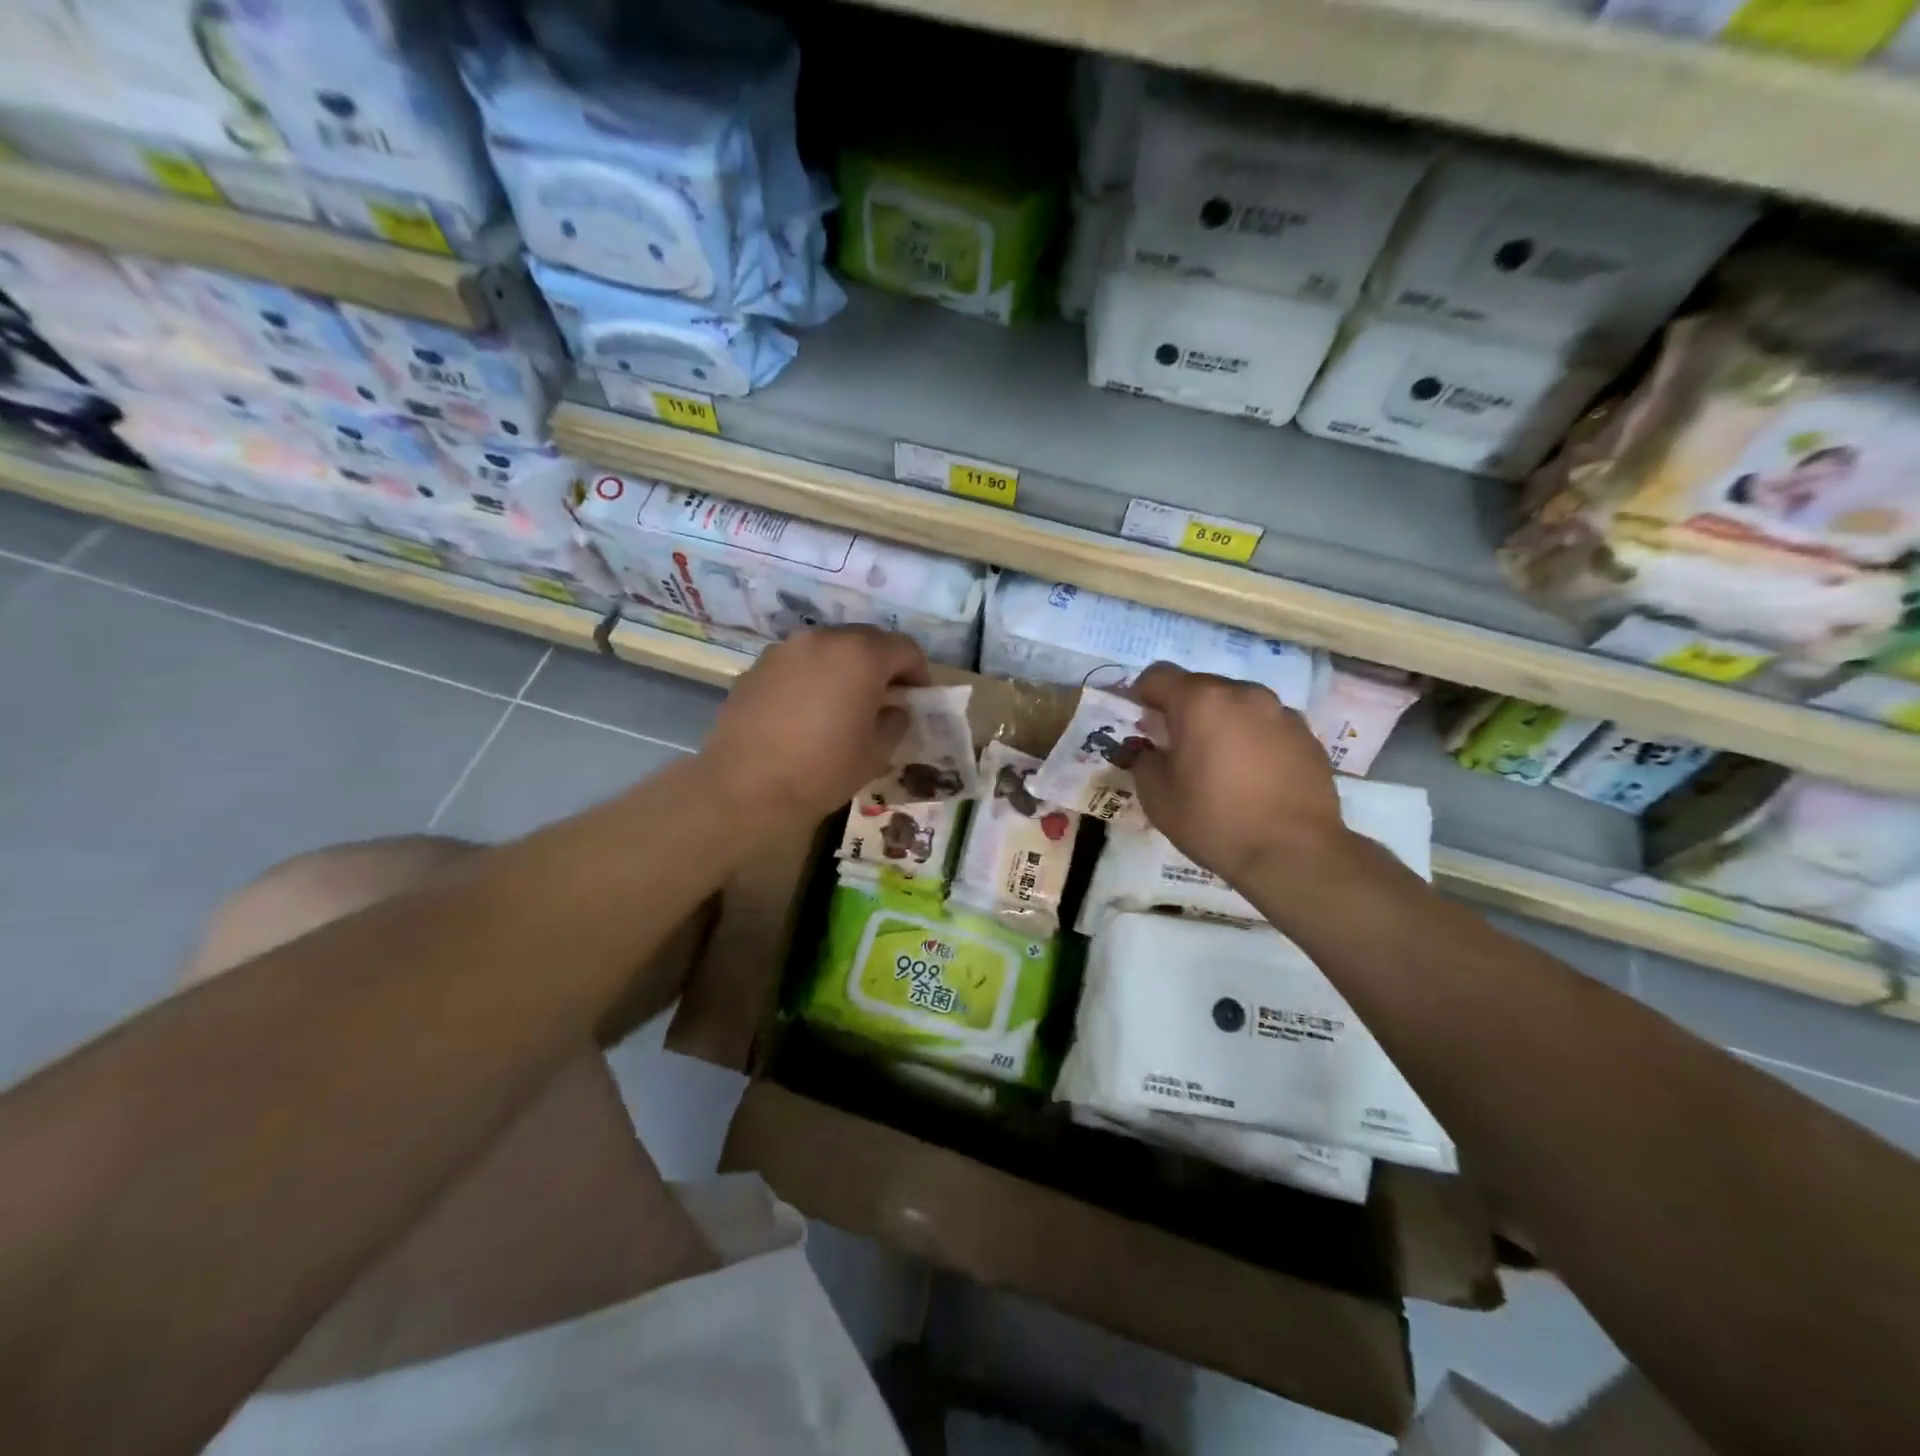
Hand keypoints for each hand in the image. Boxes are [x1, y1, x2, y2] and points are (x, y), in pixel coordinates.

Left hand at [702, 626, 929, 825]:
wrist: (746, 787)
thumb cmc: (823, 770)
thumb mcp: (877, 752)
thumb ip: (895, 721)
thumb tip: (893, 709)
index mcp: (861, 655)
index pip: (905, 648)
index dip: (918, 672)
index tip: (917, 697)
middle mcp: (823, 639)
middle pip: (866, 639)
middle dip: (881, 664)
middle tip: (883, 697)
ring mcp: (785, 649)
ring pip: (828, 648)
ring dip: (844, 667)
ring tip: (842, 702)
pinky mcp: (757, 667)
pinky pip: (798, 663)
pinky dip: (811, 677)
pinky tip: (806, 711)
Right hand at [1128, 662, 1347, 882]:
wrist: (1295, 853)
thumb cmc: (1215, 820)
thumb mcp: (1157, 796)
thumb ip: (1144, 760)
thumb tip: (1149, 749)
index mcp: (1201, 701)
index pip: (1158, 675)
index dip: (1141, 693)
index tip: (1138, 719)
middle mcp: (1243, 694)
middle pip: (1201, 687)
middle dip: (1183, 709)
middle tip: (1176, 746)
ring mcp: (1281, 712)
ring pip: (1237, 705)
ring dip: (1220, 722)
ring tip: (1218, 762)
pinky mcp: (1307, 736)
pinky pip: (1267, 726)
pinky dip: (1252, 739)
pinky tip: (1252, 776)